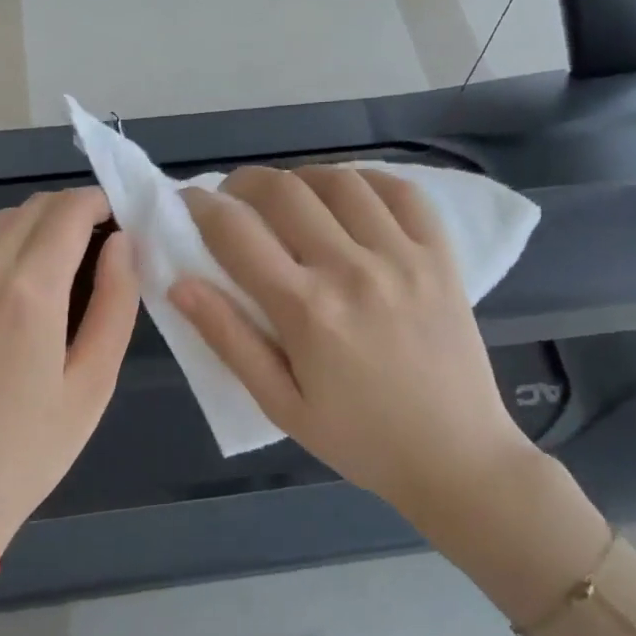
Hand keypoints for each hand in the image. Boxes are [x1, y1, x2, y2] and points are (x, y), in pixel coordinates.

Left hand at [0, 187, 138, 555]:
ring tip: (65, 273)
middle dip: (75, 213)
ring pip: (1, 222)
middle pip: (35, 208)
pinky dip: (5, 245)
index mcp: (27, 289)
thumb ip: (115, 301)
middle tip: (103, 254)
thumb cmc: (28, 451)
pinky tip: (21, 287)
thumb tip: (124, 243)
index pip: (70, 209)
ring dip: (39, 228)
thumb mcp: (93, 382)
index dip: (103, 204)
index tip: (126, 225)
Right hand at [170, 166, 543, 523]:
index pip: (235, 232)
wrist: (456, 457)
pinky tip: (349, 199)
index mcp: (306, 310)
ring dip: (301, 179)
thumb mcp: (280, 404)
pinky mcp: (441, 256)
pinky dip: (366, 180)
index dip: (200, 207)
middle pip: (284, 190)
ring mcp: (403, 256)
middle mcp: (352, 269)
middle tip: (233, 200)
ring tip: (290, 201)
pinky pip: (402, 191)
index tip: (188, 203)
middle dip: (244, 183)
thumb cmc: (359, 439)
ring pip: (340, 180)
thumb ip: (229, 339)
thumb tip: (179, 283)